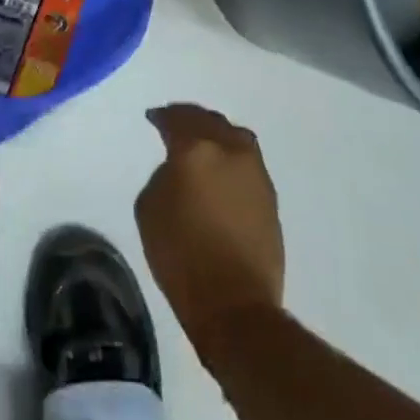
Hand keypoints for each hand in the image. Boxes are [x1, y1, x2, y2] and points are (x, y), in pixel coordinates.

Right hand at [135, 104, 285, 342]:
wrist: (233, 303)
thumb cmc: (180, 255)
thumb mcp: (149, 207)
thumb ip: (165, 174)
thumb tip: (181, 169)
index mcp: (196, 149)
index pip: (177, 119)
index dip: (163, 116)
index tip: (153, 118)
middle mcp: (231, 151)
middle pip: (210, 121)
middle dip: (190, 119)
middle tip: (175, 123)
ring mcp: (255, 173)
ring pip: (235, 137)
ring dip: (216, 134)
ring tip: (202, 143)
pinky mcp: (270, 197)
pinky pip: (247, 161)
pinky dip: (231, 157)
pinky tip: (220, 170)